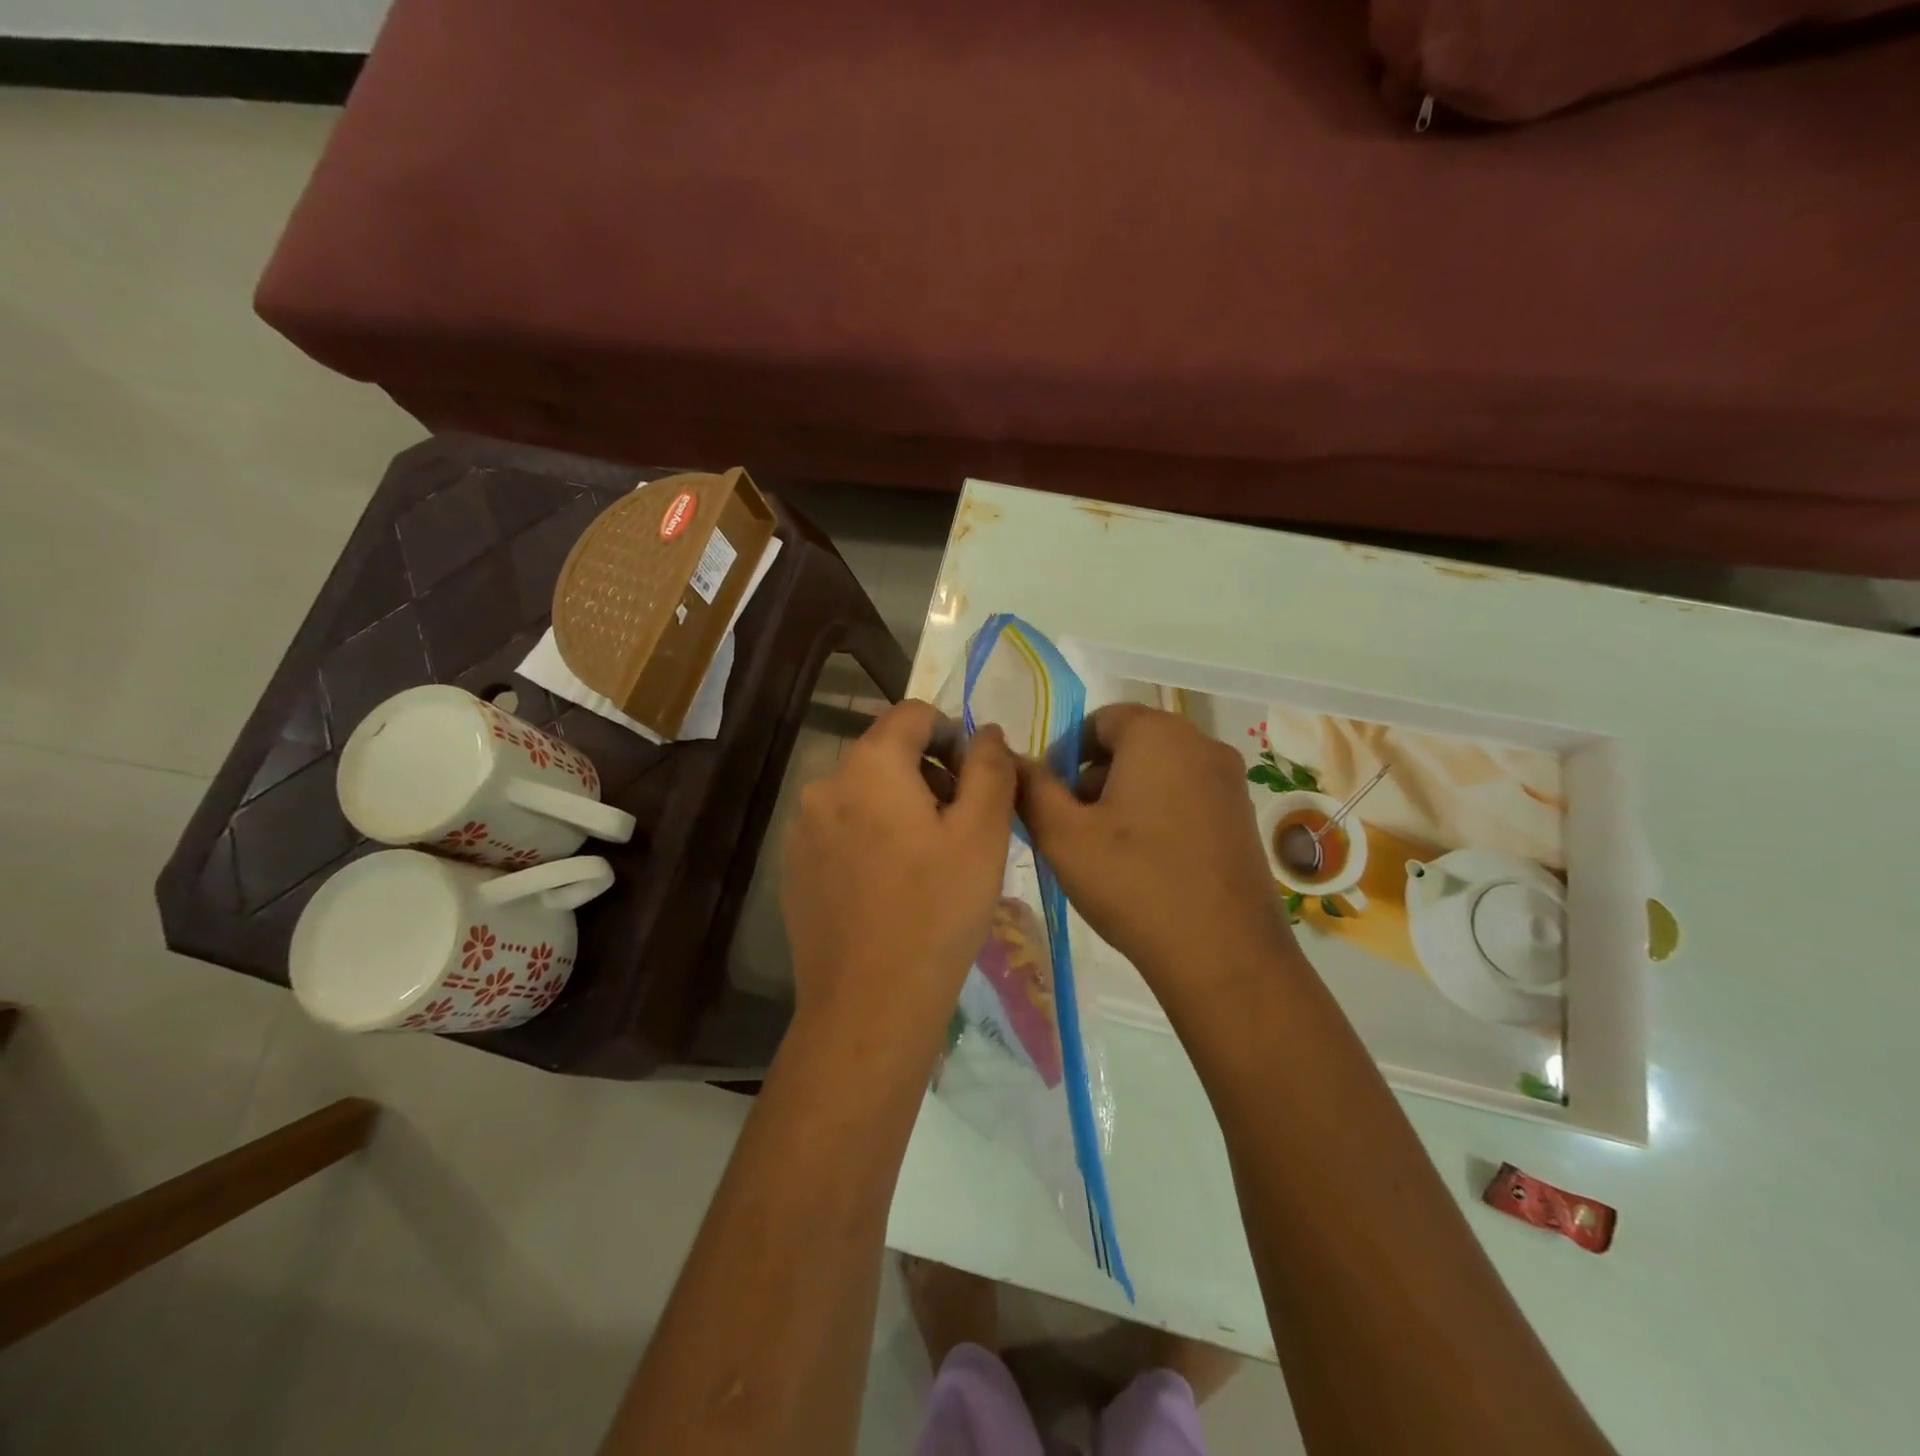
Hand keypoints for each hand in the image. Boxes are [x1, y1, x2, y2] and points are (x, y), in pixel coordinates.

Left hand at [781, 700, 1015, 1042]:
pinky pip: (841, 830)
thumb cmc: (937, 912)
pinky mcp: (793, 867)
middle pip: (886, 753)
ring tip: (931, 861)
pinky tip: (893, 886)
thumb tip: (986, 731)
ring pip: (864, 793)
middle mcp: (824, 785)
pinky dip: (872, 837)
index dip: (952, 734)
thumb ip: (989, 768)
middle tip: (964, 826)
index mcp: (868, 766)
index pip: (912, 714)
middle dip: (929, 775)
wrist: (869, 1005)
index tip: (977, 779)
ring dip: (901, 807)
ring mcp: (801, 828)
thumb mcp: (982, 833)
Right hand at [1018, 704, 1294, 1001]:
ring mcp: (1229, 782)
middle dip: (1093, 777)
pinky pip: (1187, 797)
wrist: (1224, 954)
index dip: (1065, 754)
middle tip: (1070, 826)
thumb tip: (1011, 759)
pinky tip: (1142, 862)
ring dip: (1124, 797)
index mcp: (1159, 734)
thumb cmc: (1133, 883)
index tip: (1049, 798)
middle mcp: (1202, 744)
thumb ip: (1031, 787)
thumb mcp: (1063, 835)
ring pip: (1160, 772)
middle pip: (1131, 744)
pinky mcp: (1243, 817)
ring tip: (1103, 850)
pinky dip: (1157, 814)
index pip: (1100, 720)